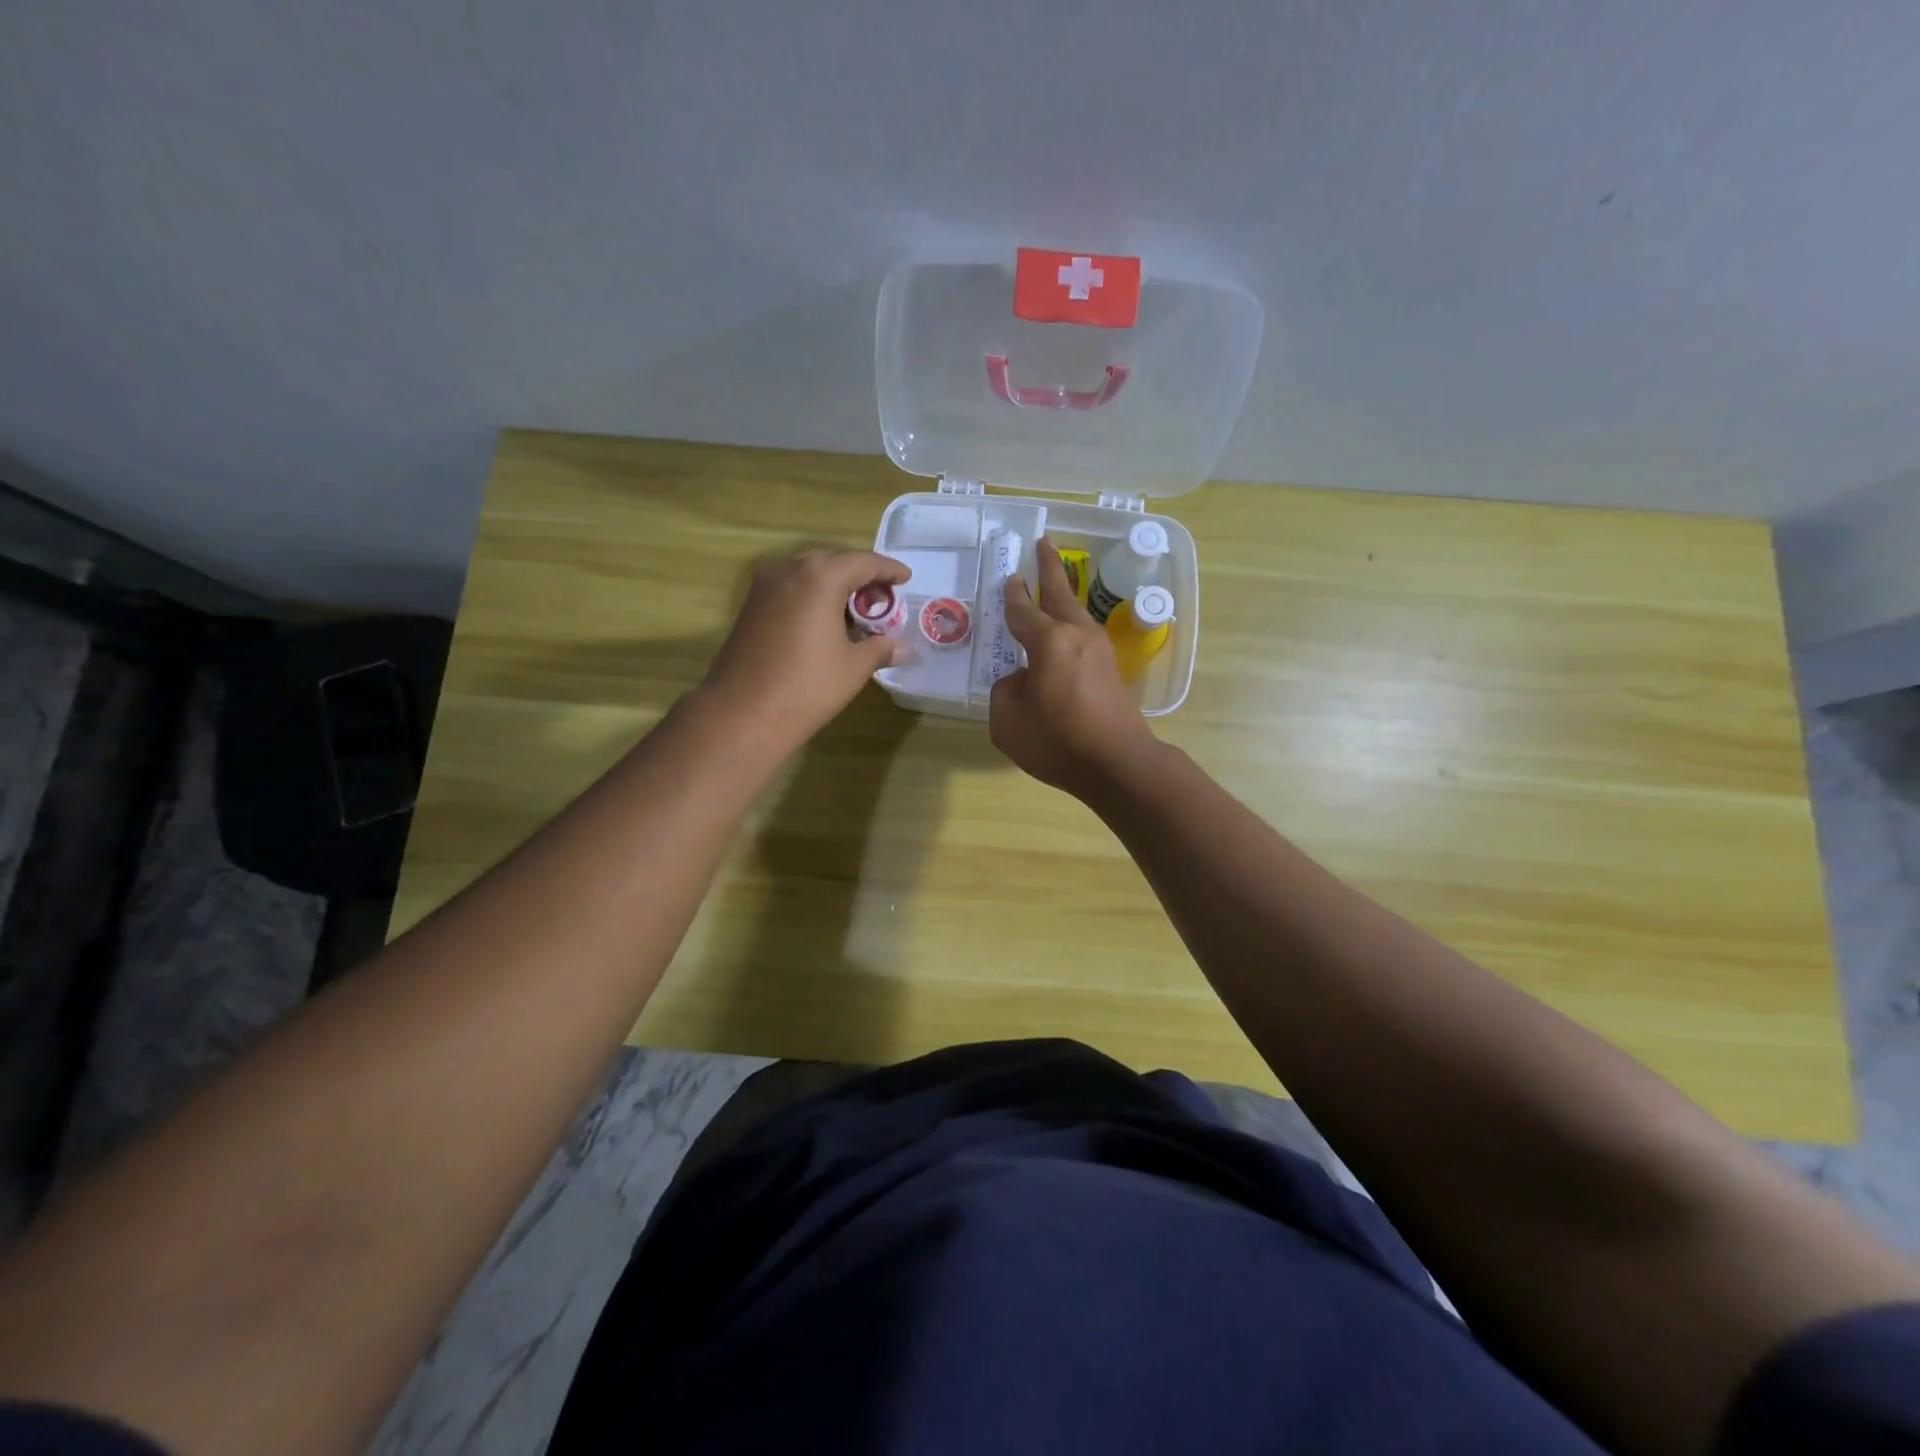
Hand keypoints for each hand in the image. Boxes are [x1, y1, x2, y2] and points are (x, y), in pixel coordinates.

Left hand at [702, 549, 909, 752]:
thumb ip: (880, 648)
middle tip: (884, 600)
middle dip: (862, 577)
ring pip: (810, 574)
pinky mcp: (751, 605)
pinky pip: (792, 588)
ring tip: (858, 613)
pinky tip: (827, 622)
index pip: (864, 562)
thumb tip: (901, 648)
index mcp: (820, 576)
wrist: (742, 713)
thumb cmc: (806, 686)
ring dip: (836, 587)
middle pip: (835, 562)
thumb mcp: (853, 667)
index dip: (888, 569)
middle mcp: (790, 569)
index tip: (906, 578)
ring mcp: (765, 585)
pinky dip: (814, 596)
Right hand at [990, 538, 1162, 798]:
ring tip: (1053, 583)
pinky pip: (1083, 634)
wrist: (1118, 763)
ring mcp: (1099, 650)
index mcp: (1049, 642)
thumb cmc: (1058, 742)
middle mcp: (1077, 635)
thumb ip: (1005, 692)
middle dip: (1049, 567)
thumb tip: (1021, 680)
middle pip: (1060, 593)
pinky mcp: (1110, 669)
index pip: (1023, 611)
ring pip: (1076, 612)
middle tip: (1043, 543)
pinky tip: (1063, 633)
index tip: (1009, 577)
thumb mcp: (1008, 721)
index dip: (1012, 595)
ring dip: (1063, 594)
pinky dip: (1070, 623)